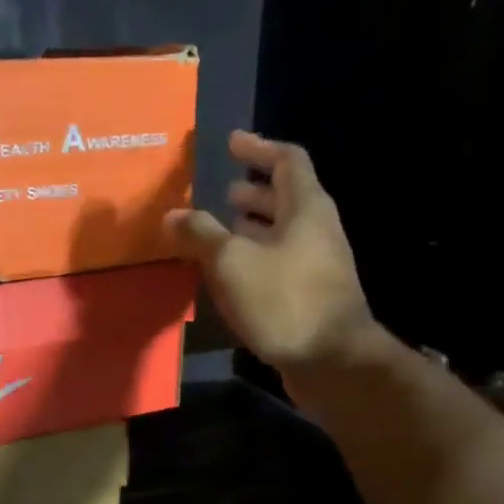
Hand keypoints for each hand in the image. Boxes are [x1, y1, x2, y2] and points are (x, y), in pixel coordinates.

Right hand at [167, 131, 376, 374]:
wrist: (331, 360)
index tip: (231, 143)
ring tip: (220, 230)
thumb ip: (200, 234)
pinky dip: (254, 257)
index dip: (258, 148)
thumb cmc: (284, 300)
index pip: (287, 160)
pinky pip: (279, 262)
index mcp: (306, 208)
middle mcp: (317, 230)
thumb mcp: (232, 262)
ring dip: (252, 227)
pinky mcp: (310, 295)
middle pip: (286, 198)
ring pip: (282, 233)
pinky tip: (230, 274)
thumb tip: (171, 215)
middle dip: (253, 192)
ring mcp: (317, 264)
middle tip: (222, 192)